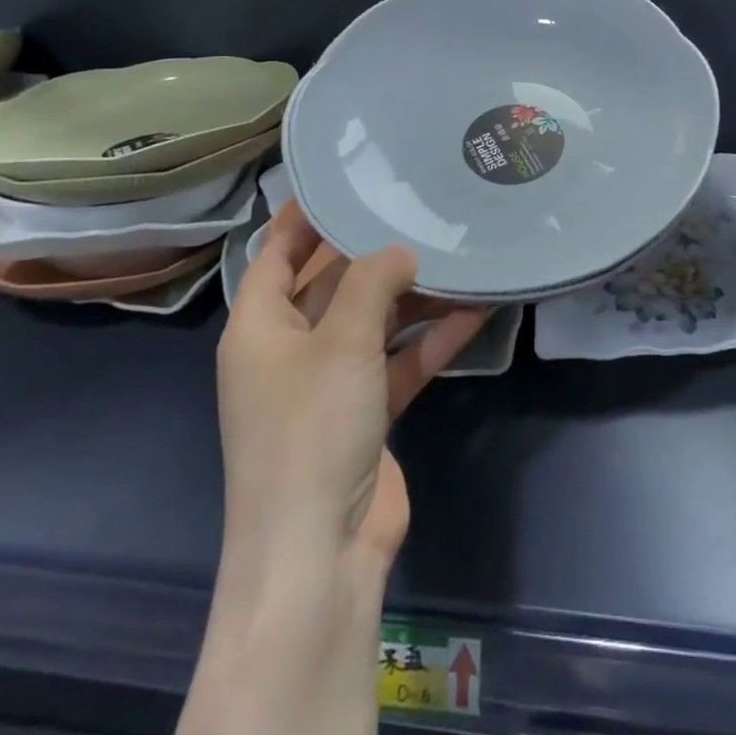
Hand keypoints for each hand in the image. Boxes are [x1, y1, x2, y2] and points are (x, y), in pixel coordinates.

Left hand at [214, 198, 487, 585]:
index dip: (302, 216)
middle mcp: (291, 350)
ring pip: (374, 321)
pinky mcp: (366, 413)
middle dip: (373, 251)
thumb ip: (371, 282)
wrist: (319, 555)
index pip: (275, 254)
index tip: (344, 179)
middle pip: (332, 283)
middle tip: (417, 207)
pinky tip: (476, 308)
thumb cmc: (310, 431)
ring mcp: (330, 384)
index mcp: (260, 329)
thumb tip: (400, 250)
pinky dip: (431, 337)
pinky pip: (400, 360)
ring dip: (414, 295)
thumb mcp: (341, 343)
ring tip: (458, 252)